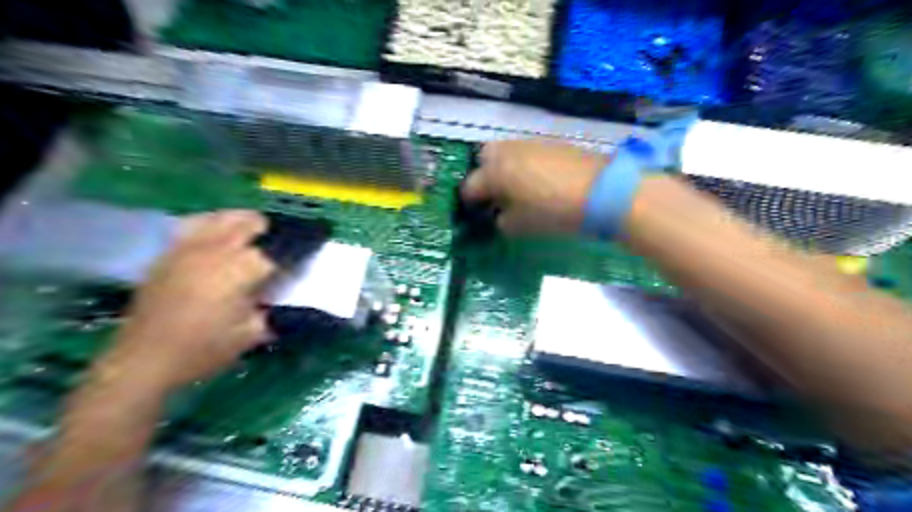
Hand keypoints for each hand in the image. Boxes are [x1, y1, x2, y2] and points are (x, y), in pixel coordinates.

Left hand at [94, 210, 277, 394]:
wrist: (144, 360)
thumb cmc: (204, 349)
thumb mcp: (251, 334)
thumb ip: (271, 310)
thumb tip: (279, 295)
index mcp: (241, 269)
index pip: (276, 250)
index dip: (293, 253)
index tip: (302, 259)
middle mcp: (217, 250)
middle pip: (250, 222)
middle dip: (269, 231)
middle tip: (277, 248)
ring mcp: (189, 248)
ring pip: (221, 217)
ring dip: (241, 221)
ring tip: (250, 234)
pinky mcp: (169, 254)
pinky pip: (194, 225)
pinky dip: (212, 224)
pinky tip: (216, 236)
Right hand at [460, 141, 607, 232]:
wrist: (601, 191)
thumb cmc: (553, 212)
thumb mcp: (521, 226)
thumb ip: (502, 221)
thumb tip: (499, 215)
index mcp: (495, 172)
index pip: (470, 186)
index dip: (469, 202)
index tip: (475, 213)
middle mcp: (507, 152)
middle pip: (483, 157)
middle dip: (483, 174)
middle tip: (494, 194)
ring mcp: (529, 143)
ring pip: (505, 151)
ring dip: (504, 167)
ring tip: (516, 187)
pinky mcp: (550, 143)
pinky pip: (526, 151)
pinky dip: (523, 163)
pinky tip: (537, 179)